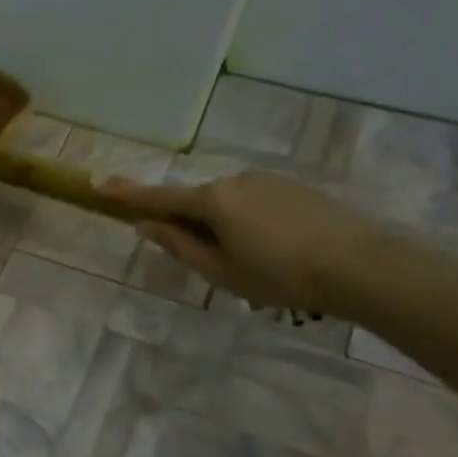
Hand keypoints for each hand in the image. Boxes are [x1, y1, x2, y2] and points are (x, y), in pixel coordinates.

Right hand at [104, 170, 380, 313]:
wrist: (360, 265)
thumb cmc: (279, 275)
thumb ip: (179, 245)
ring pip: (228, 204)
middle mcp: (236, 181)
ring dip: (225, 228)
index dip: (126, 194)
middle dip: (192, 226)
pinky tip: (275, 252)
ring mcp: (268, 181)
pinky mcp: (295, 188)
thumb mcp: (219, 271)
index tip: (97, 184)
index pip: (158, 197)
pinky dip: (251, 224)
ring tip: (253, 266)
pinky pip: (255, 204)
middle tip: (210, 265)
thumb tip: (148, 225)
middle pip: (197, 202)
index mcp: (212, 201)